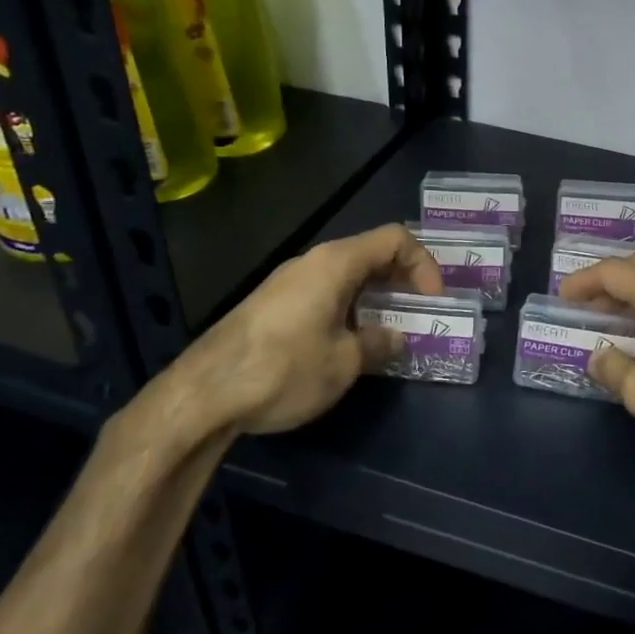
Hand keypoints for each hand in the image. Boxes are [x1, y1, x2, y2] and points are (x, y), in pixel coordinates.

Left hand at [167, 223, 442, 435]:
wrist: (202, 395)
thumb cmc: (285, 369)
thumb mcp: (344, 362)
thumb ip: (378, 343)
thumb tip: (394, 337)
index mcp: (336, 263)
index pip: (394, 239)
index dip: (423, 263)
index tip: (432, 300)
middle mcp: (311, 262)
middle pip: (369, 253)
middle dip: (401, 280)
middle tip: (417, 312)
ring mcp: (286, 282)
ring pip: (344, 275)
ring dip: (373, 297)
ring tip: (386, 332)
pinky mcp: (269, 306)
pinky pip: (322, 293)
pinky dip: (347, 307)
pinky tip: (345, 344)